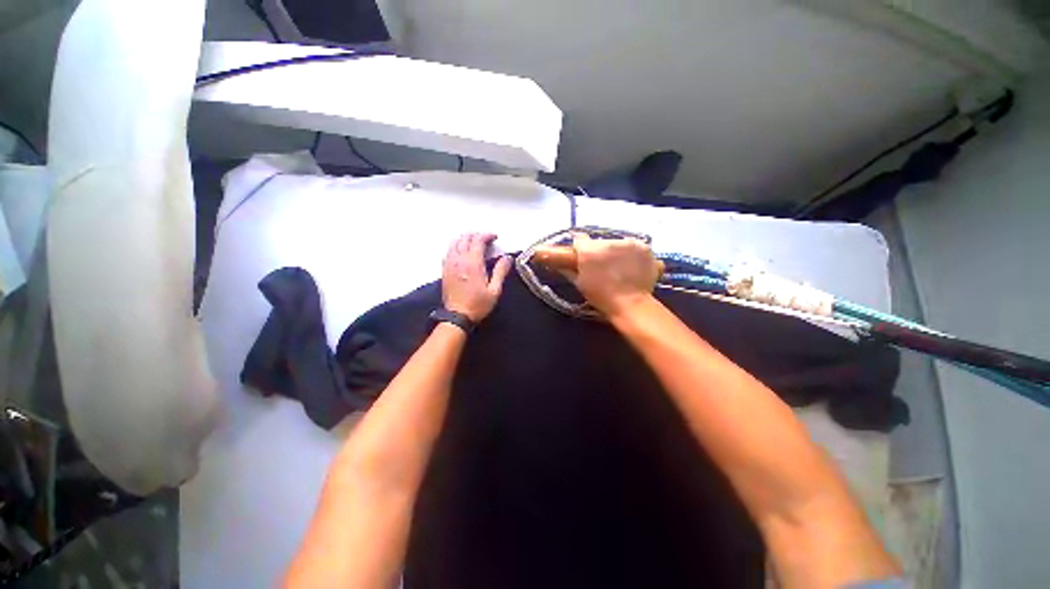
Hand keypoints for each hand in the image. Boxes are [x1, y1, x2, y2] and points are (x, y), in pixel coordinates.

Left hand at [442, 233, 511, 321]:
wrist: (457, 316)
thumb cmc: (478, 305)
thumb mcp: (494, 290)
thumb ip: (500, 271)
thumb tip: (507, 258)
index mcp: (473, 263)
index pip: (478, 240)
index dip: (487, 235)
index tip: (494, 237)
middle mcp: (459, 260)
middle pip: (465, 238)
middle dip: (476, 235)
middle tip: (486, 239)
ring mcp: (450, 264)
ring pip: (454, 243)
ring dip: (465, 239)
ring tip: (474, 242)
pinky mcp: (444, 270)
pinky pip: (448, 251)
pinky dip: (456, 246)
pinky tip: (461, 252)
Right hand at [568, 233, 660, 317]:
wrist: (631, 304)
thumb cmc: (601, 297)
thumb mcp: (580, 284)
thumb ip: (570, 269)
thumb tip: (561, 263)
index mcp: (588, 251)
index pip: (580, 240)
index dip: (580, 248)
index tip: (582, 254)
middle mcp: (607, 242)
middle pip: (600, 242)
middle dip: (600, 252)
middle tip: (603, 267)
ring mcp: (627, 243)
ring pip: (618, 243)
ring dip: (617, 252)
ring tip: (620, 269)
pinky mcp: (644, 247)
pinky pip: (635, 247)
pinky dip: (633, 255)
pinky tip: (633, 267)